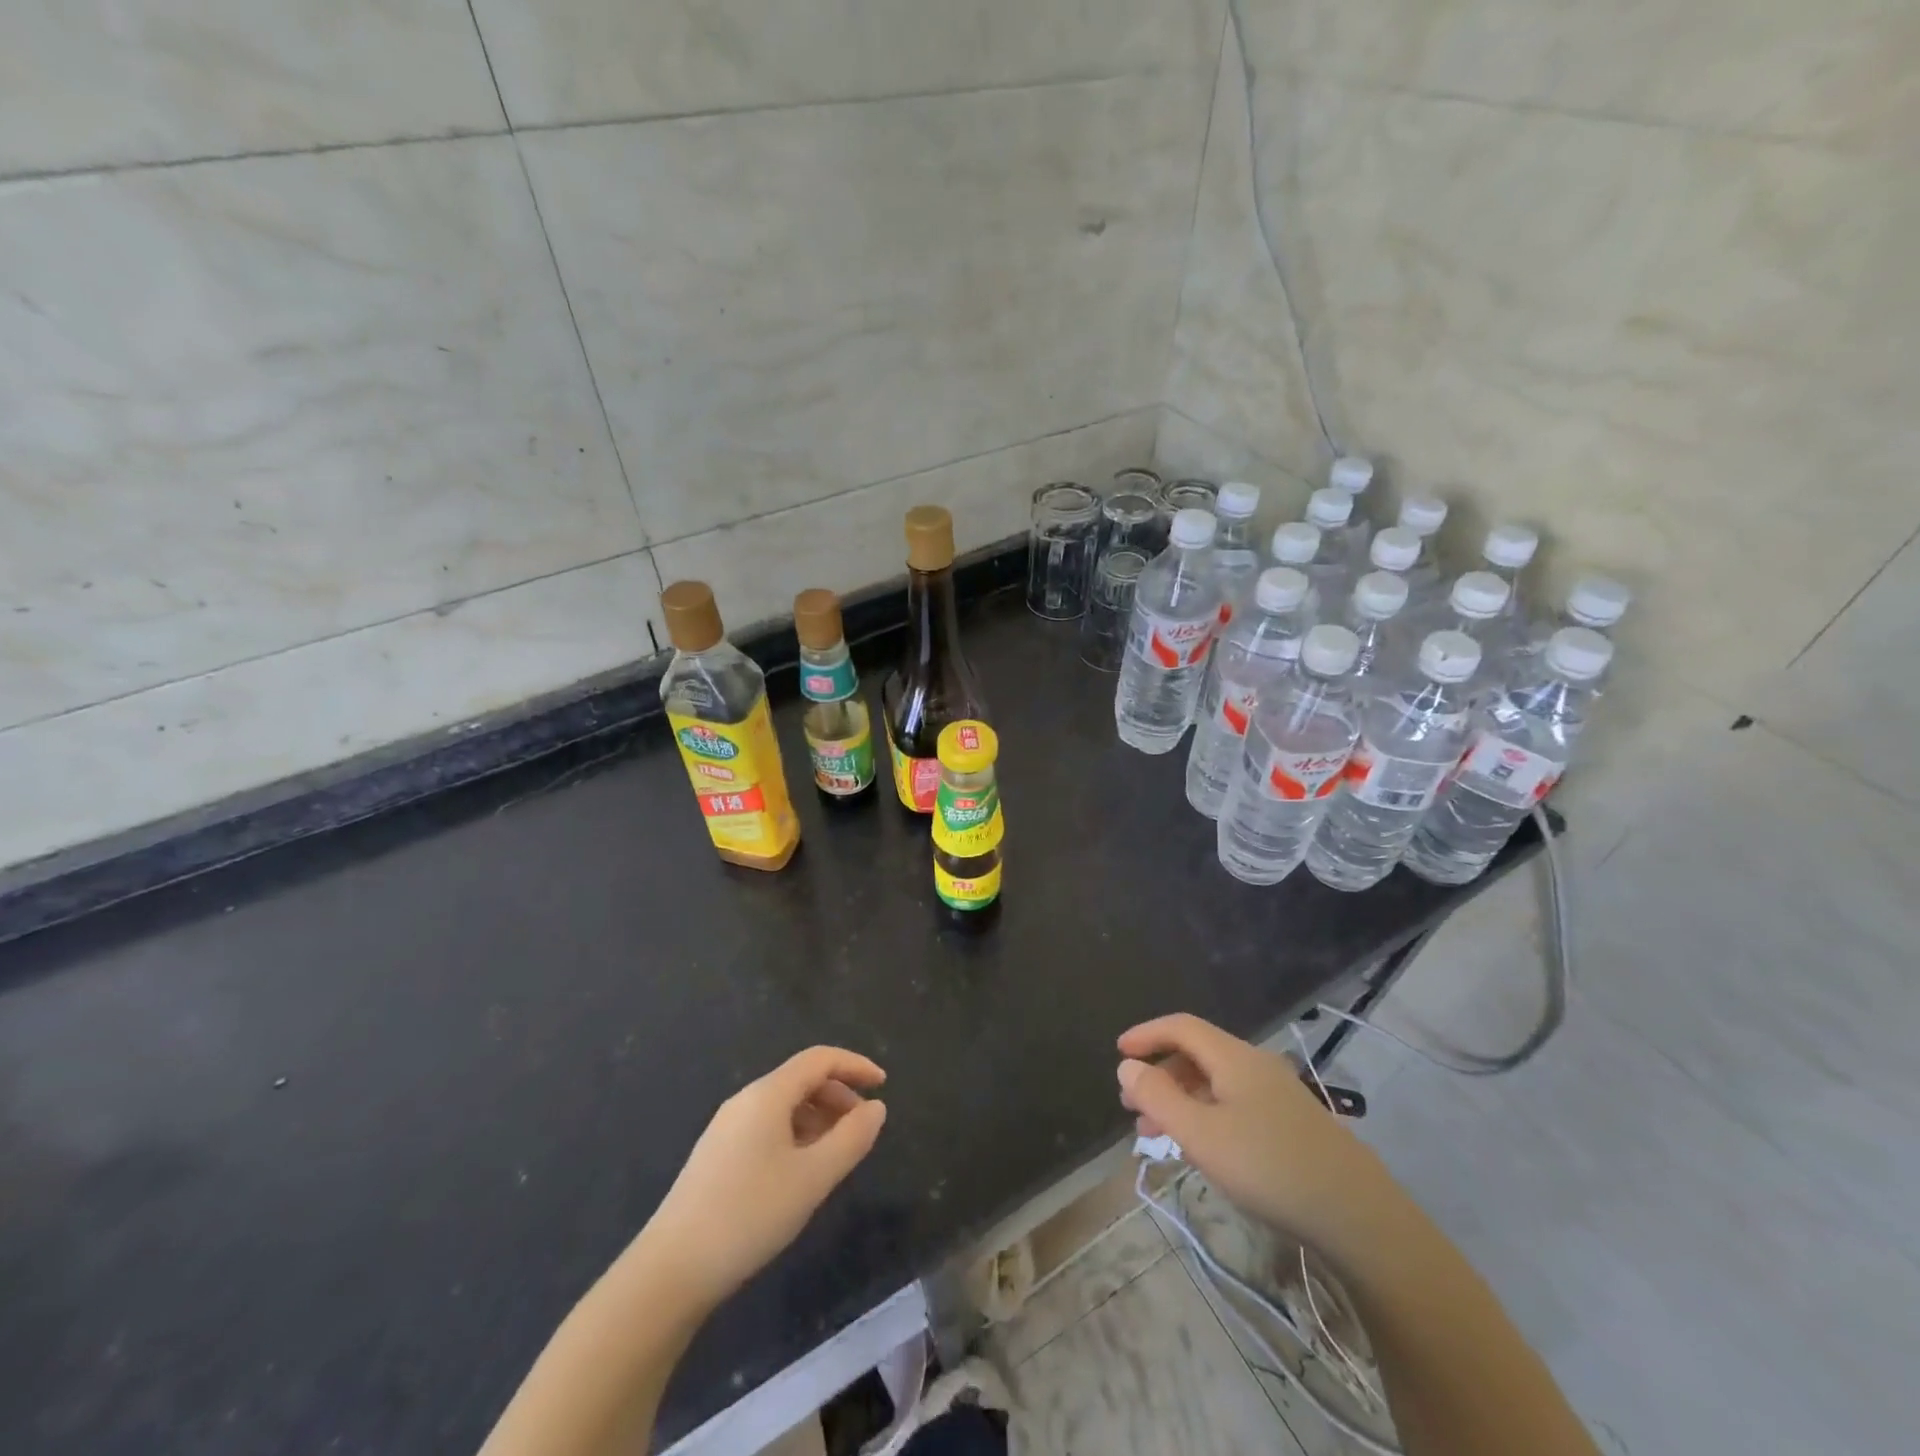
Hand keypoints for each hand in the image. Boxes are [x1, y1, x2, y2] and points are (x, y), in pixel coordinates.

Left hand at [640, 1047, 886, 1309]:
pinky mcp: (716, 1155)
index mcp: (767, 1094)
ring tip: (838, 1153)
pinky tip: (802, 1172)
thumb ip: (851, 1139)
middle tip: (864, 1127)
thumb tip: (875, 1108)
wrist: (670, 1271)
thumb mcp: (812, 1178)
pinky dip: (796, 1134)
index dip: (855, 1065)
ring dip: (818, 1117)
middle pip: (801, 1079)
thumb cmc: (749, 1215)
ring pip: (784, 1105)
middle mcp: (745, 1100)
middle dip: (839, 1094)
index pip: (820, 1059)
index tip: (884, 1085)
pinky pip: (767, 1127)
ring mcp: (726, 1128)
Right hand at [1117, 1014, 1389, 1253]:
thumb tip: (1127, 1066)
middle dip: (1159, 1075)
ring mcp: (1277, 1095)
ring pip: (1215, 1083)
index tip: (1118, 1053)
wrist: (1358, 1215)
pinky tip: (1201, 1149)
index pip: (1180, 1026)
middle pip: (1197, 1054)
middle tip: (1132, 1108)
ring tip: (1156, 1137)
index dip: (1146, 1034)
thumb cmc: (1269, 1167)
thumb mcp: (1201, 1135)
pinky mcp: (1291, 1124)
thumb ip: (1158, 1097)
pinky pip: (1233, 1104)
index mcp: (1233, 1057)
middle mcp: (1255, 1065)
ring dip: (1179, 1100)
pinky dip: (1205, 1115)